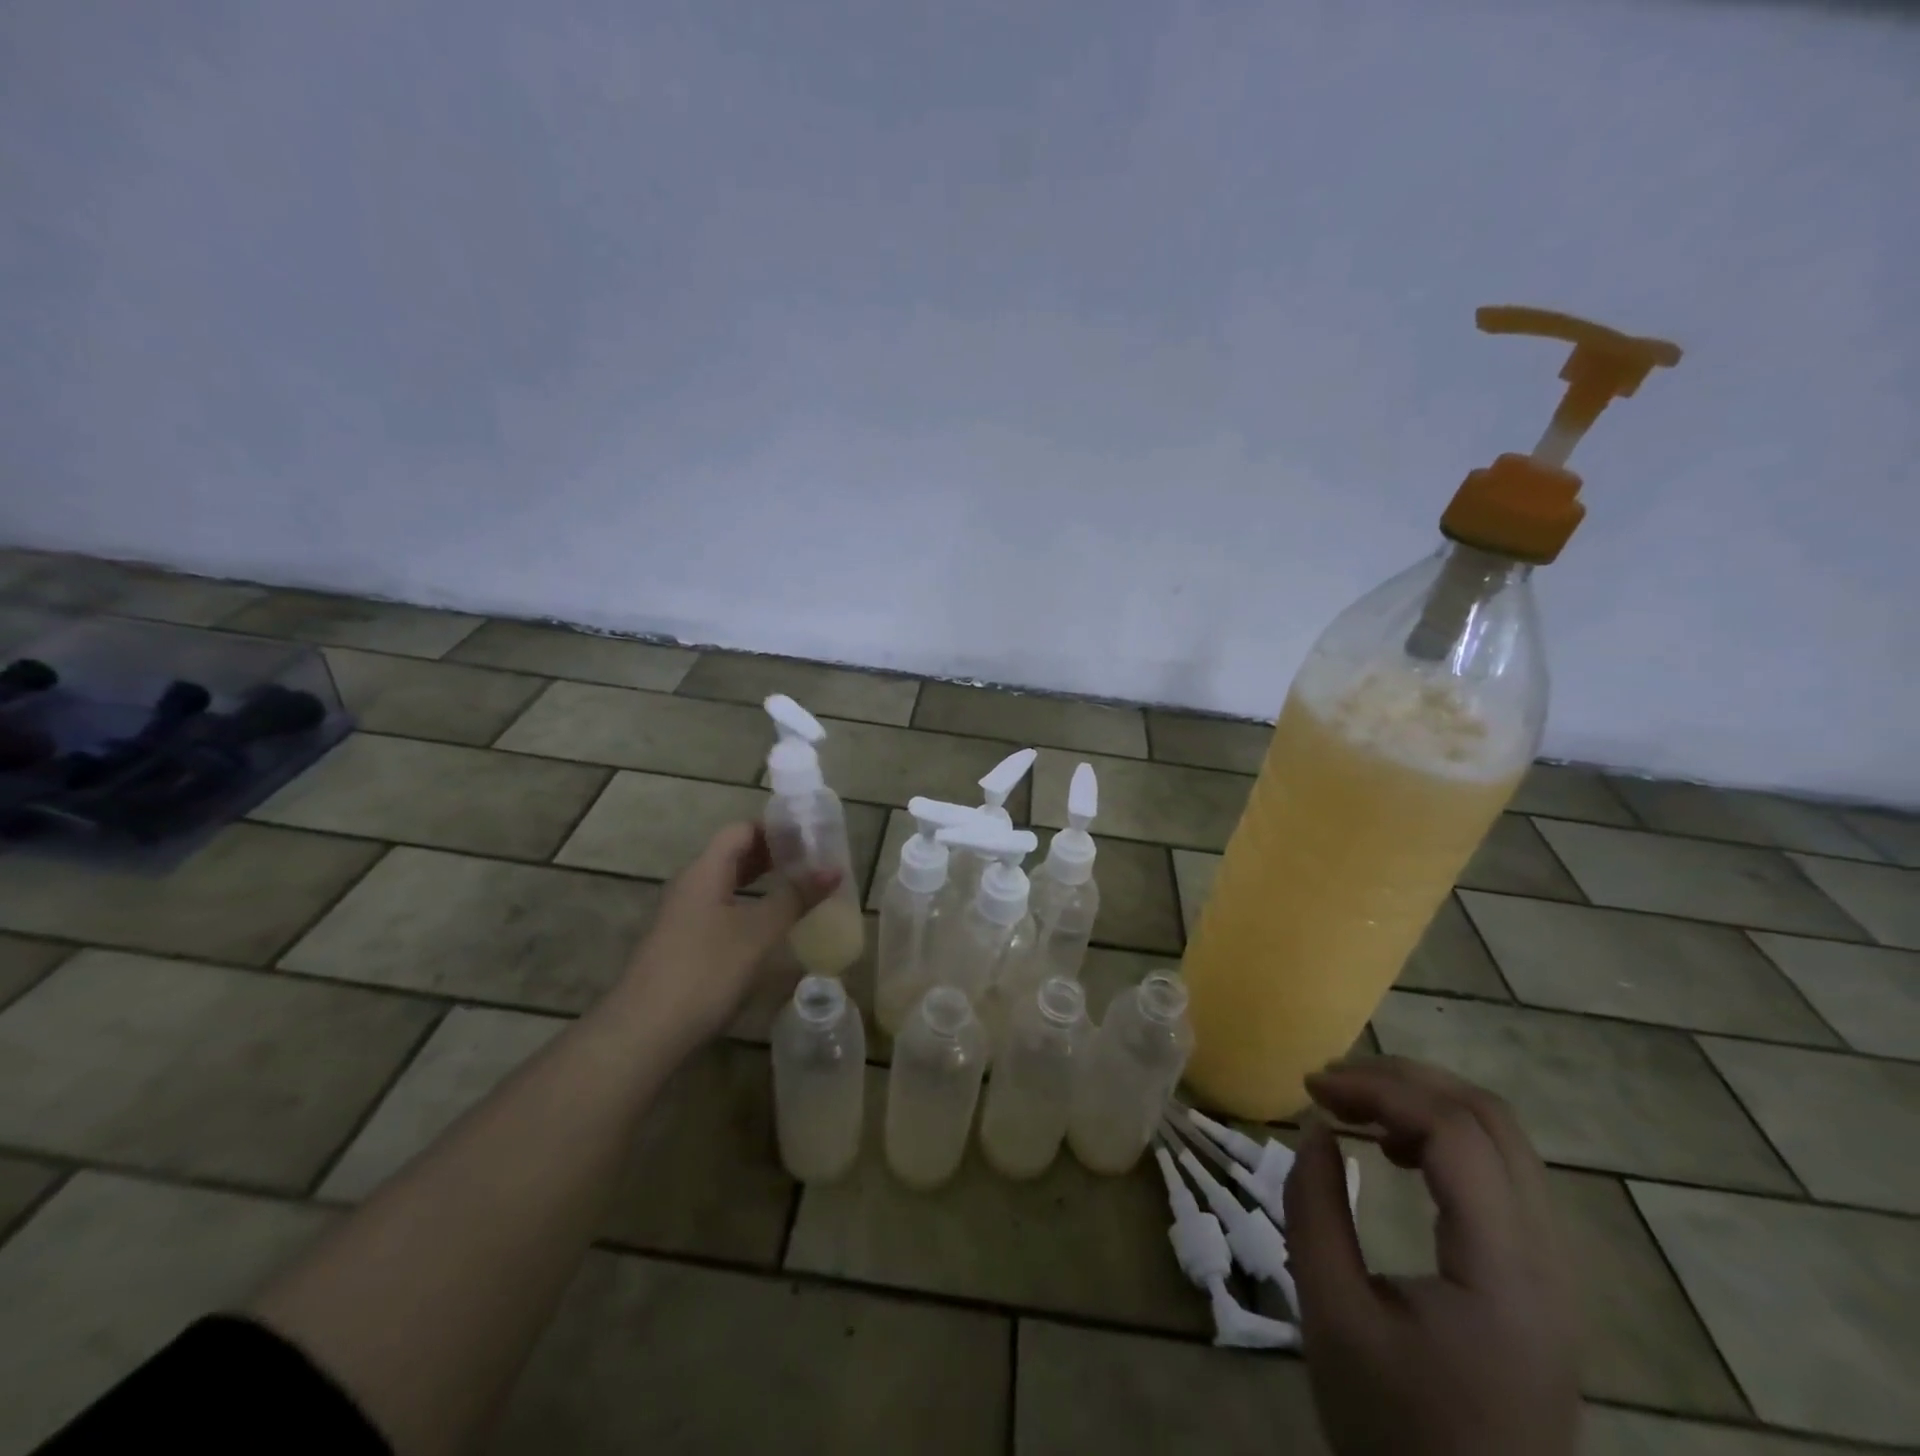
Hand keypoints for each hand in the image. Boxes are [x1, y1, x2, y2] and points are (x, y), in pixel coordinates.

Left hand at [612, 823, 837, 1053]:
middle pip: (734, 855)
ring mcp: (684, 917)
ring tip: (799, 890)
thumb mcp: (758, 932)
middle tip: (813, 862)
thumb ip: (795, 897)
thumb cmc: (705, 971)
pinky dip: (750, 907)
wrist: (644, 1033)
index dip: (775, 828)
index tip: (811, 836)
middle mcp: (691, 886)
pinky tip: (770, 927)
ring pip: (728, 884)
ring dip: (763, 882)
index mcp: (705, 871)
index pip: (741, 830)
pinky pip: (722, 910)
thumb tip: (834, 870)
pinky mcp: (684, 945)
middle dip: (773, 854)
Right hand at [1284, 1057, 1579, 1455]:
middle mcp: (1548, 1260)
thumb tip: (1316, 1127)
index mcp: (1505, 1272)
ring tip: (1357, 1107)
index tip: (1312, 1087)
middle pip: (1490, 1119)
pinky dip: (1444, 1138)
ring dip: (1425, 1103)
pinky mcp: (1542, 1281)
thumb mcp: (1333, 1318)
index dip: (1379, 1089)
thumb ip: (1315, 1210)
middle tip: (1332, 1082)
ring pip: (1502, 1140)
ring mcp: (1554, 1271)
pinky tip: (1397, 1152)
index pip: (1454, 1133)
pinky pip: (1502, 1173)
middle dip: (1404, 1080)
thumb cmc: (1395, 1432)